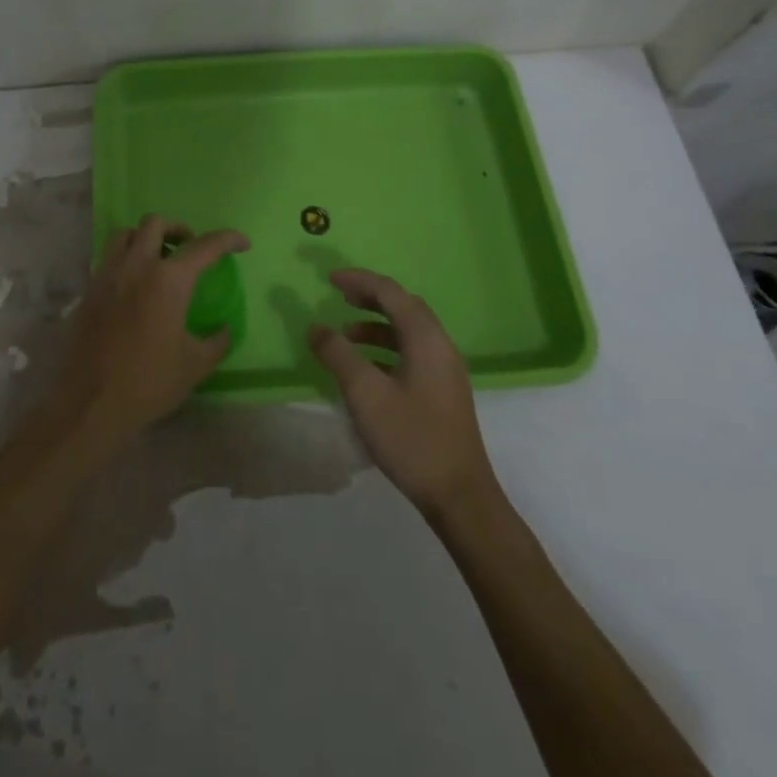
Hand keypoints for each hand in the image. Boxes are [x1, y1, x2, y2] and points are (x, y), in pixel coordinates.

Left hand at [41, 215, 248, 456]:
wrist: (91, 402)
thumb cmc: (149, 381)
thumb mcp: (195, 365)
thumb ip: (217, 341)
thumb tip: (224, 328)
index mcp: (168, 280)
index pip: (204, 246)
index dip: (228, 239)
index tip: (242, 243)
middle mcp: (136, 265)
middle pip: (156, 223)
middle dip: (178, 229)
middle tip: (189, 248)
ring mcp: (108, 274)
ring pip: (125, 233)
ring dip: (145, 237)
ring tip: (157, 259)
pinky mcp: (89, 289)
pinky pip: (108, 258)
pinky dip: (125, 258)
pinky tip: (133, 285)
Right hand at [309, 269, 502, 516]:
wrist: (460, 497)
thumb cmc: (411, 438)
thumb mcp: (365, 394)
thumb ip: (338, 355)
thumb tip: (316, 327)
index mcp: (426, 338)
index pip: (390, 292)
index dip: (359, 280)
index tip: (329, 279)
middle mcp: (440, 345)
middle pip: (403, 306)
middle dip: (370, 297)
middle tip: (340, 298)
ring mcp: (446, 369)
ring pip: (408, 330)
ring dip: (376, 325)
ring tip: (346, 336)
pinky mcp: (444, 391)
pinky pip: (412, 352)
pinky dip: (386, 347)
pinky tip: (367, 368)